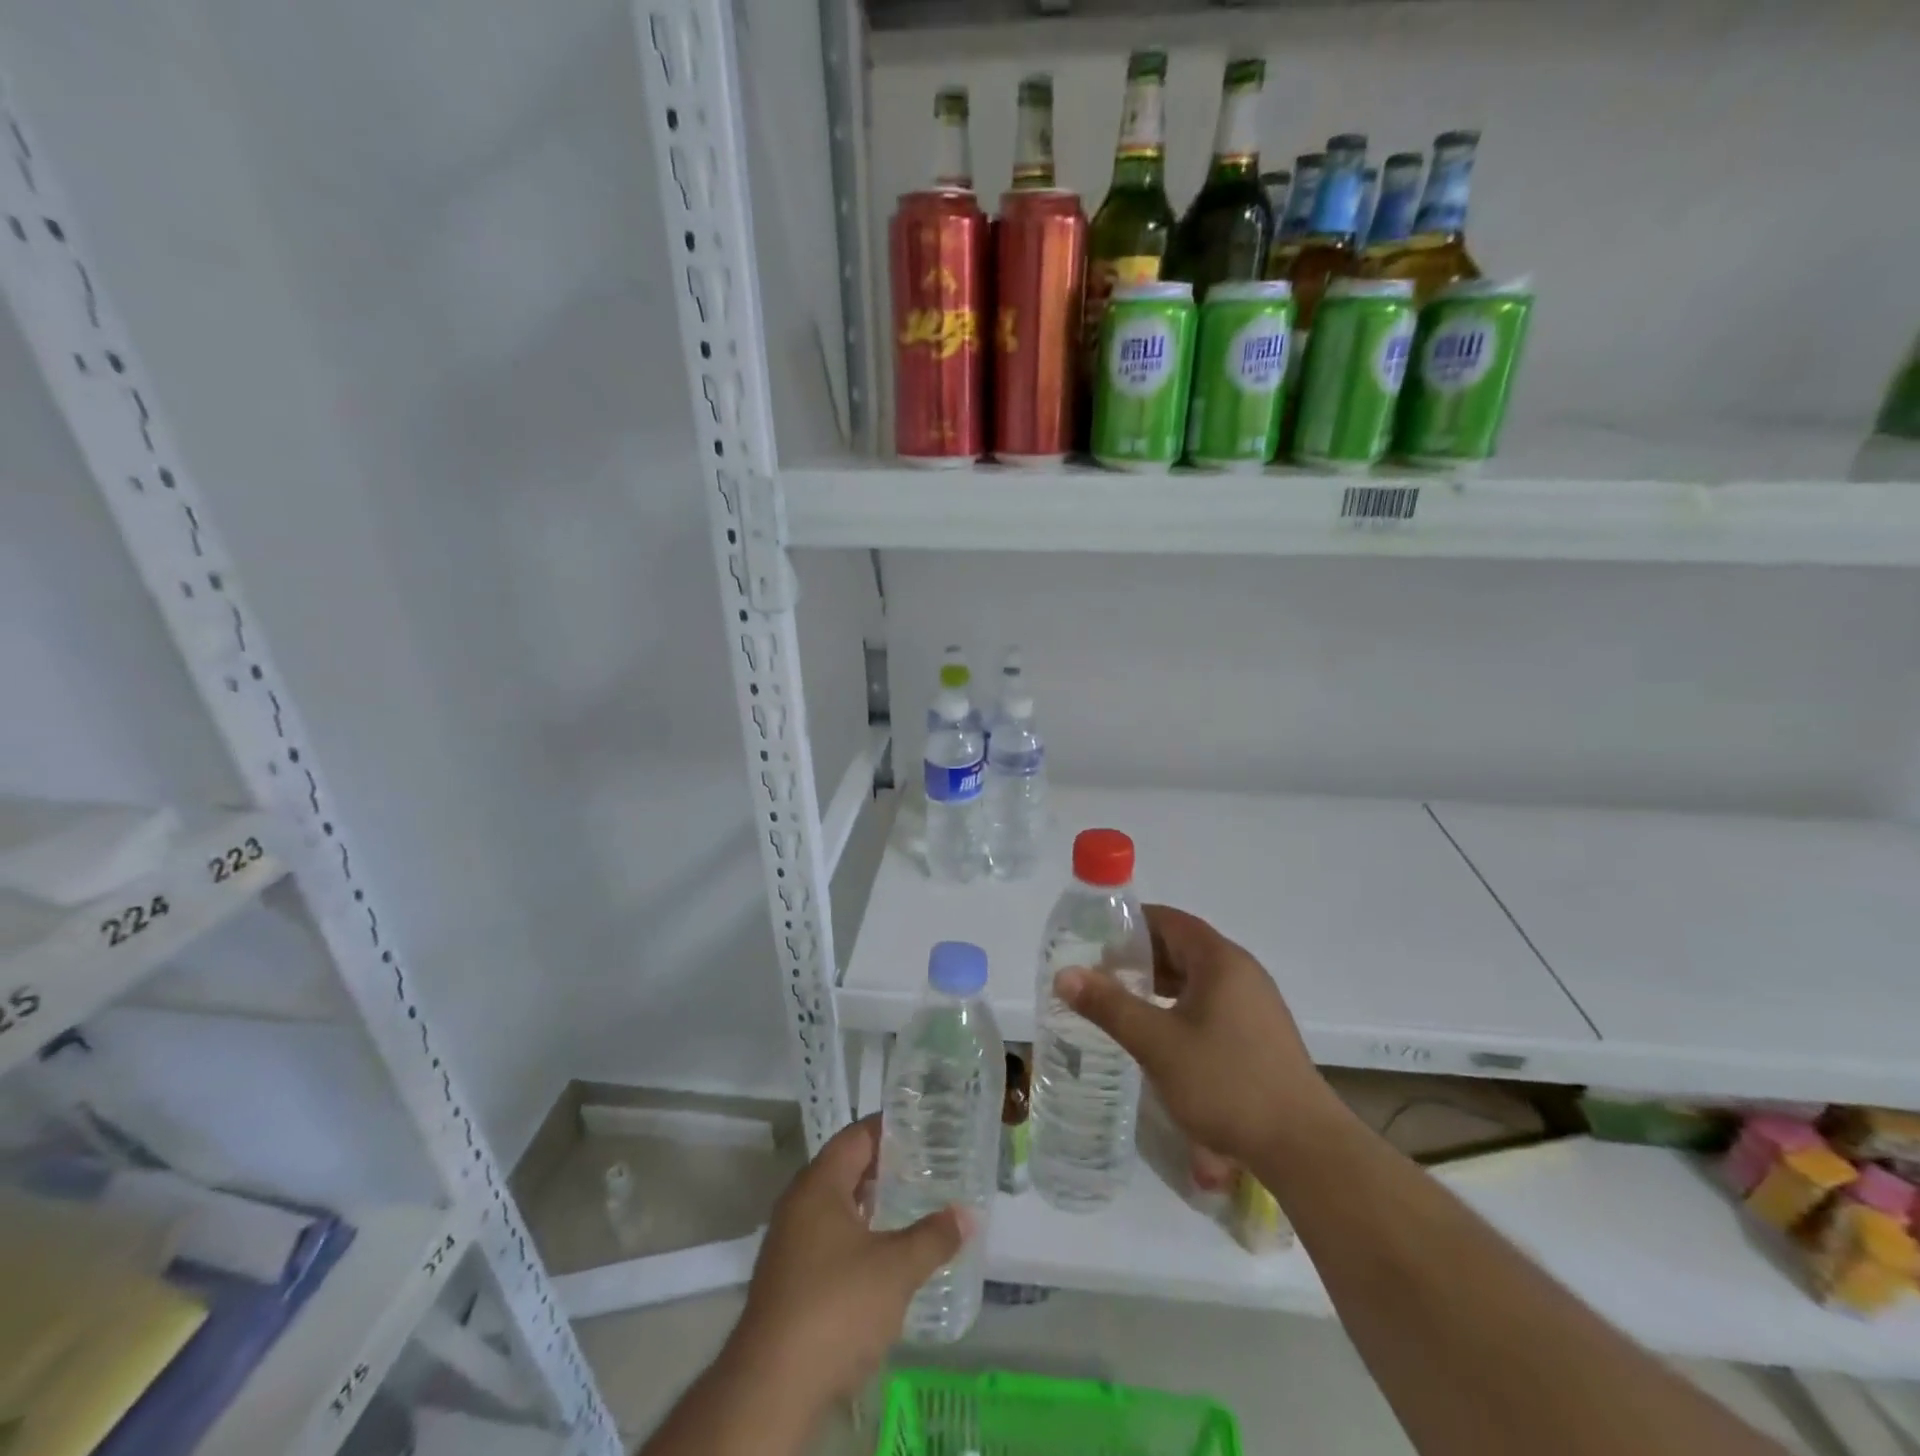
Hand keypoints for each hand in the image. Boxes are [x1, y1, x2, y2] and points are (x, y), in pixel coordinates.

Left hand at [729, 1116, 965, 1408]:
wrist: (771, 1388)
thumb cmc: (836, 1307)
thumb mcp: (896, 1269)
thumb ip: (933, 1237)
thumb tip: (966, 1214)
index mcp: (818, 1184)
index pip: (856, 1136)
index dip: (888, 1128)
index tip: (922, 1127)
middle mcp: (798, 1204)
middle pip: (844, 1168)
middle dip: (883, 1167)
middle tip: (925, 1166)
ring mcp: (789, 1243)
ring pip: (835, 1207)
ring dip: (870, 1204)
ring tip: (911, 1206)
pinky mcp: (788, 1280)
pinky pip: (828, 1239)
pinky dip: (857, 1236)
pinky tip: (883, 1256)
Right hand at [1056, 903, 1339, 1167]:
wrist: (1303, 1147)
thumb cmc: (1226, 1083)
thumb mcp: (1157, 1043)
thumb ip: (1109, 1005)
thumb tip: (1064, 975)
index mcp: (1220, 960)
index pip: (1168, 920)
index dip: (1129, 924)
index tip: (1093, 940)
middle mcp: (1241, 971)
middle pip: (1182, 946)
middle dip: (1139, 956)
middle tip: (1098, 975)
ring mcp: (1255, 1003)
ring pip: (1196, 977)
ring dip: (1158, 983)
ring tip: (1121, 1002)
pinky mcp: (1259, 1032)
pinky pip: (1210, 1001)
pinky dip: (1179, 1005)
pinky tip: (1159, 1033)